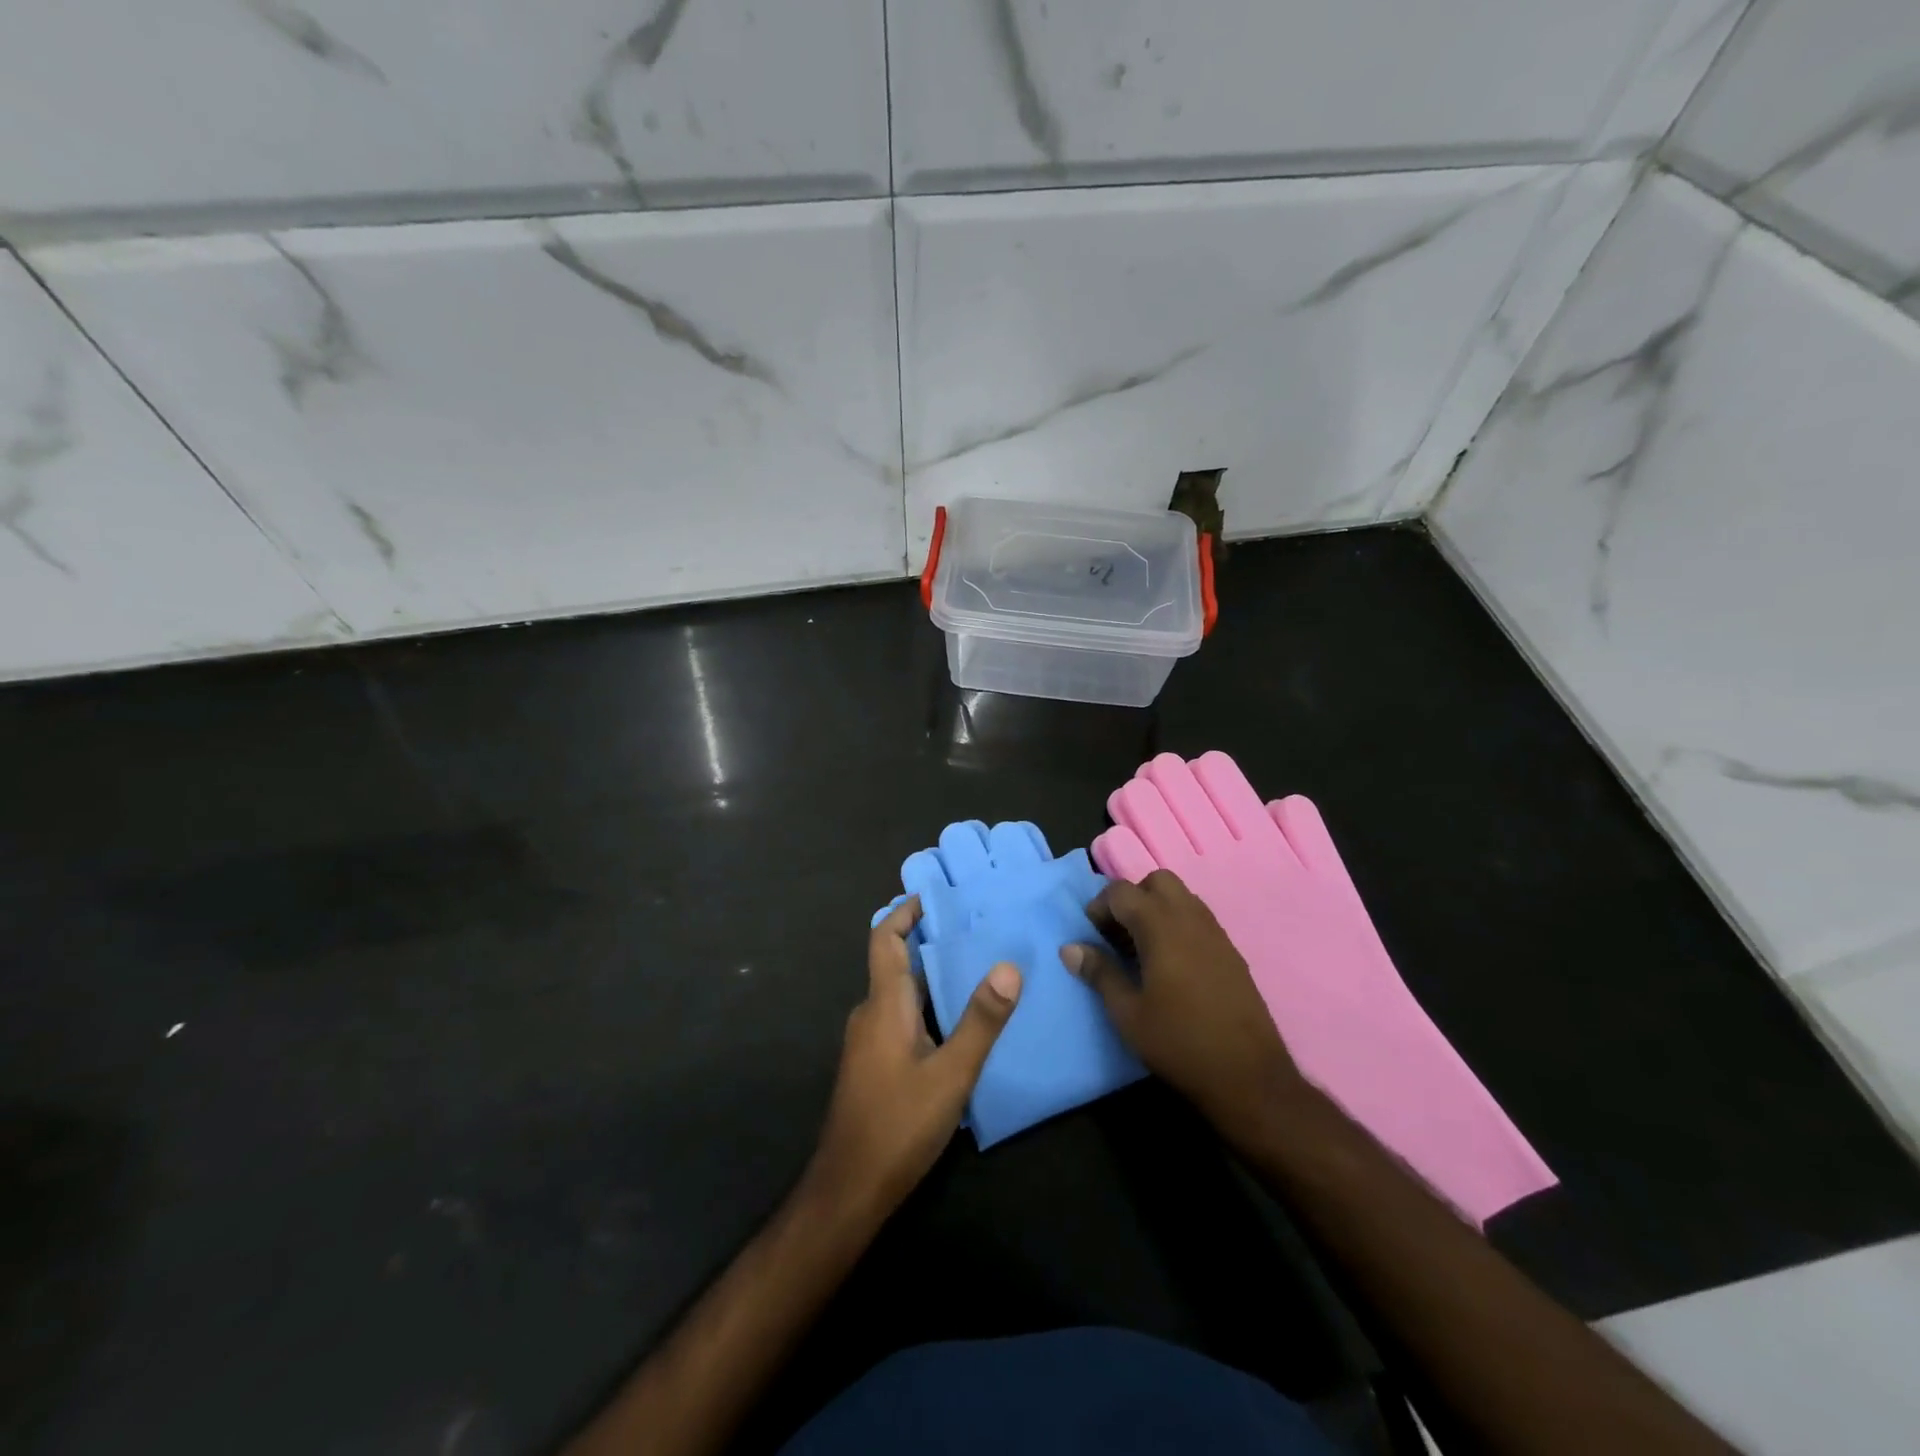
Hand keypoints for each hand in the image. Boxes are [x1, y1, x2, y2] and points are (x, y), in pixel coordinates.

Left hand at [808, 897, 1021, 1218]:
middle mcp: (871, 1014)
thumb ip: (980, 1022)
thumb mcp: (951, 1074)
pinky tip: (959, 1025)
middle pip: (896, 965)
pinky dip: (927, 1008)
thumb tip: (1008, 967)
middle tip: (976, 933)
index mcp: (884, 1005)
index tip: (932, 895)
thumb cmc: (898, 1125)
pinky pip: (901, 1020)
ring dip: (932, 979)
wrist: (849, 1189)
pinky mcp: (873, 1066)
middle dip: (930, 944)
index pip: (884, 939)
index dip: (904, 912)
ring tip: (978, 972)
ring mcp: (868, 1042)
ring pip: (901, 996)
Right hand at [1062, 869, 1308, 1144]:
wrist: (1249, 1076)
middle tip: (1118, 934)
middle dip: (1133, 898)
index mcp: (1162, 927)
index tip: (1092, 935)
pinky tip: (1170, 965)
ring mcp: (1216, 934)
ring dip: (1156, 909)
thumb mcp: (1127, 1013)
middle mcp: (1191, 919)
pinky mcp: (1231, 952)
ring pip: (1182, 897)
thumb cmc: (1179, 1043)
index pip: (1122, 891)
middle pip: (1157, 882)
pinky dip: (1178, 925)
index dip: (1100, 906)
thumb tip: (1070, 948)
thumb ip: (1099, 973)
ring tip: (1142, 949)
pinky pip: (1198, 919)